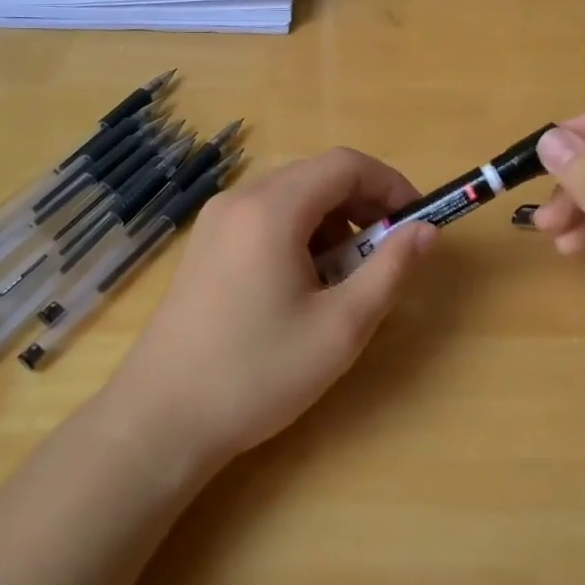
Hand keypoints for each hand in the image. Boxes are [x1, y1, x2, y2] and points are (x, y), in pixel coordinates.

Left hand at [105, 148, 436, 468]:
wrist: (159, 421)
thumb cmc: (257, 373)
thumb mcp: (341, 327)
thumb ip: (390, 270)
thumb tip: (426, 230)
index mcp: (272, 209)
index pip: (346, 164)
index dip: (391, 184)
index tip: (416, 222)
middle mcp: (241, 199)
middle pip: (318, 175)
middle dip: (363, 204)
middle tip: (386, 253)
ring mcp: (216, 220)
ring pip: (293, 195)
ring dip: (333, 221)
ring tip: (345, 277)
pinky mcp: (206, 244)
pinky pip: (266, 216)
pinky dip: (300, 233)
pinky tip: (303, 284)